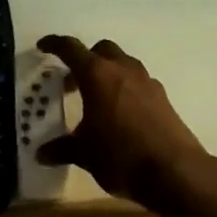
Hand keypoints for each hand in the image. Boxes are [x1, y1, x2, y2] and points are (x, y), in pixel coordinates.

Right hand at [35, 35, 210, 204]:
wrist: (174, 171)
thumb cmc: (120, 156)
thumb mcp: (85, 154)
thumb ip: (62, 149)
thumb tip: (41, 154)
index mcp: (97, 75)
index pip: (70, 48)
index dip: (54, 44)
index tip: (43, 47)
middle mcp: (122, 69)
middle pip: (101, 50)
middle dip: (85, 59)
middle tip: (73, 82)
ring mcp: (146, 81)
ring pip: (123, 63)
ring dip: (108, 73)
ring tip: (97, 99)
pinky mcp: (163, 97)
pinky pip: (139, 82)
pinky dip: (126, 88)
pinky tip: (121, 114)